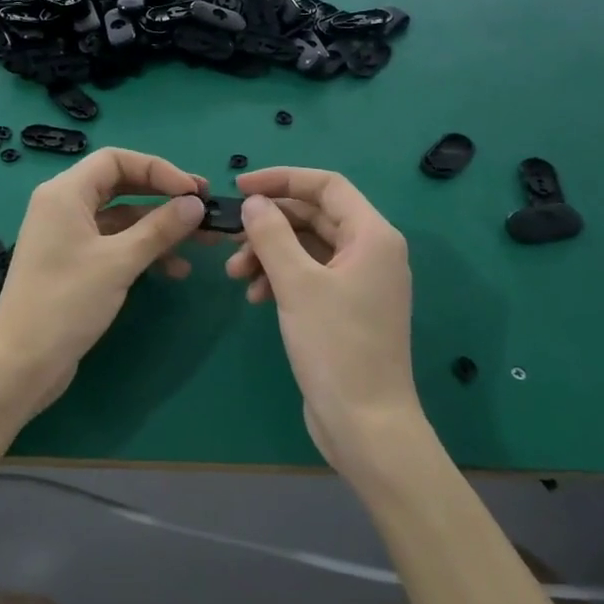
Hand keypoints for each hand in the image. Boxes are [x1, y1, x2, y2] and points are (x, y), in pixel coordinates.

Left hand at [0, 147, 206, 417]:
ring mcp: (67, 237)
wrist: (22, 362)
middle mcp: (63, 206)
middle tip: (203, 209)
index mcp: (65, 193)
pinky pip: (114, 244)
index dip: (158, 169)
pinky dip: (142, 251)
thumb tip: (196, 204)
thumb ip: (160, 228)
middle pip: (120, 186)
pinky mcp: (73, 264)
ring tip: (201, 244)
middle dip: (163, 197)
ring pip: (121, 218)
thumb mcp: (119, 262)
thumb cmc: (67, 302)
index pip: (116, 160)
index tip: (193, 191)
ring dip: (159, 228)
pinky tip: (173, 270)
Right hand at [223, 167, 424, 478]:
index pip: (326, 185)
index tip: (239, 187)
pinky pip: (310, 275)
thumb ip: (271, 235)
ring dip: (270, 253)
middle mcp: (371, 251)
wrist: (365, 423)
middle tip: (230, 239)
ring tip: (236, 276)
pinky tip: (255, 296)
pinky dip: (281, 277)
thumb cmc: (335, 346)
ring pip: (308, 247)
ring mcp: (360, 281)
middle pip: (314, 216)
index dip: (282, 179)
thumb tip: (253, 202)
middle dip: (270, 224)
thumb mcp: (296, 284)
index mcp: (372, 235)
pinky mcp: (347, 308)